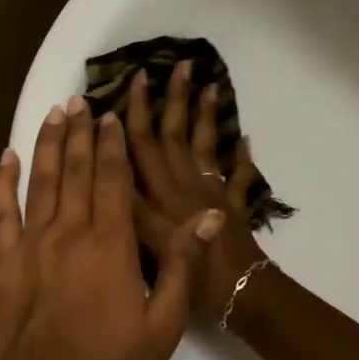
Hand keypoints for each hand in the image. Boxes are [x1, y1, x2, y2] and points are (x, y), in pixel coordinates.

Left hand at [0, 96, 222, 359]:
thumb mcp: (163, 324)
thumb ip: (181, 265)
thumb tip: (207, 217)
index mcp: (110, 245)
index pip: (114, 180)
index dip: (113, 145)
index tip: (111, 116)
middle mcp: (69, 233)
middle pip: (77, 171)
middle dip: (80, 132)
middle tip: (80, 101)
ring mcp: (31, 245)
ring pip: (42, 181)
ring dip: (48, 144)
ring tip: (54, 113)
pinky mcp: (3, 263)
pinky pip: (1, 212)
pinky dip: (3, 182)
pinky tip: (6, 157)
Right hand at [125, 60, 269, 319]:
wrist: (241, 294)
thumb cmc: (192, 277)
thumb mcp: (150, 246)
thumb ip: (131, 209)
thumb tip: (112, 170)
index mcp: (162, 193)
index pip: (145, 145)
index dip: (139, 111)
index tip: (139, 79)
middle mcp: (186, 185)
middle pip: (177, 135)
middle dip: (176, 99)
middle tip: (181, 65)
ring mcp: (212, 193)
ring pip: (207, 146)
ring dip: (207, 116)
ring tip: (212, 85)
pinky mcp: (234, 207)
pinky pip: (239, 177)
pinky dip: (243, 158)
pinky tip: (246, 139)